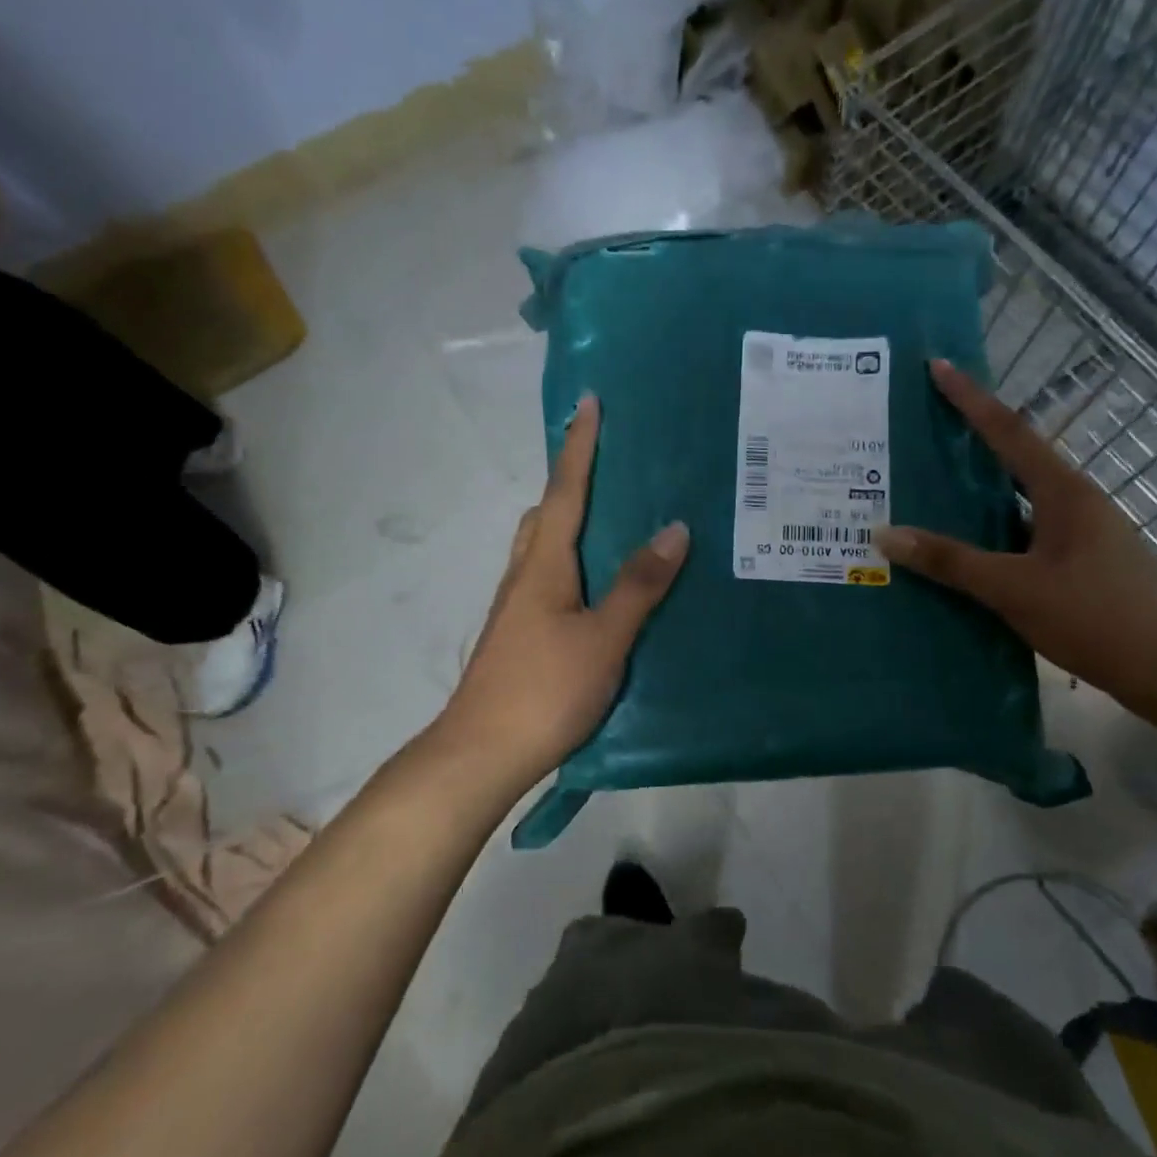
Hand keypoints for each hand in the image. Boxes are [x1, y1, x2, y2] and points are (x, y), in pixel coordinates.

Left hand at [435, 395, 688, 786]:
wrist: (482, 753)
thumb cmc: (545, 690)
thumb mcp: (604, 638)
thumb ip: (638, 586)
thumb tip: (674, 529)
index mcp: (544, 565)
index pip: (565, 491)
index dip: (579, 447)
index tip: (588, 403)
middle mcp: (524, 576)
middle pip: (546, 514)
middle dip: (572, 482)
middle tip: (610, 467)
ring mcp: (517, 608)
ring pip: (543, 548)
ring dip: (570, 522)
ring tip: (614, 521)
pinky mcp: (520, 635)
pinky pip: (548, 578)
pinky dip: (572, 561)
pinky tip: (599, 586)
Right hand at [876, 359, 1156, 722]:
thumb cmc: (1098, 616)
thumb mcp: (1015, 588)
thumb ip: (951, 561)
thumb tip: (884, 534)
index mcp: (1063, 493)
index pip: (1009, 432)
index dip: (970, 398)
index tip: (937, 366)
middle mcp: (1074, 504)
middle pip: (1013, 462)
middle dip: (968, 445)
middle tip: (918, 435)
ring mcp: (1080, 537)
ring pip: (1016, 506)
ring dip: (976, 499)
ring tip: (925, 496)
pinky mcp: (1081, 568)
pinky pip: (1023, 539)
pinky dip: (990, 539)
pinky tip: (962, 559)